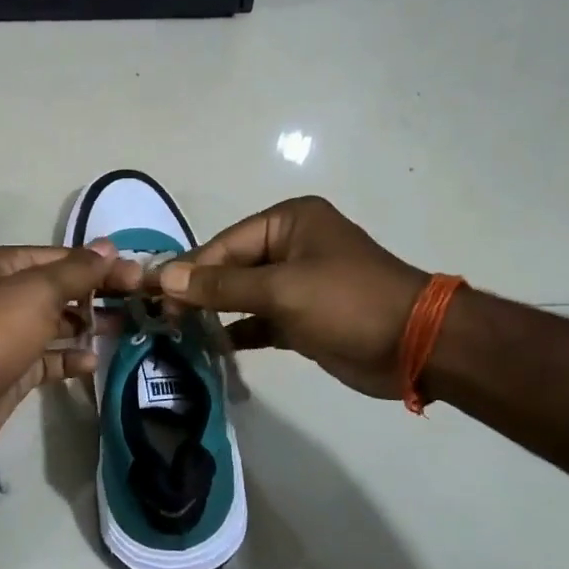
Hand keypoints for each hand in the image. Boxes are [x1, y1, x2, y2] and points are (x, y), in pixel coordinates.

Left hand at [0, 241, 142, 463]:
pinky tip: (93, 361)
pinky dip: (71, 358)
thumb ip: (76, 271)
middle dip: (99, 293)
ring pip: (58, 323)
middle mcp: (7, 295)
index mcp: (7, 267)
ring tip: (126, 327)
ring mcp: (10, 335)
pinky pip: (50, 359)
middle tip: (141, 302)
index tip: (140, 277)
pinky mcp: (14, 370)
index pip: (64, 257)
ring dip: (89, 324)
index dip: (102, 265)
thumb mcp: (36, 292)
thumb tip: (109, 246)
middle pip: (63, 289)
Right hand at [157, 197, 427, 399]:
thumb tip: (165, 278)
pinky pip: (258, 320)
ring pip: (241, 295)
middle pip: (229, 267)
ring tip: (175, 332)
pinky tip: (210, 346)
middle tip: (160, 319)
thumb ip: (220, 286)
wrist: (416, 346)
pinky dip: (237, 332)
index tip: (151, 295)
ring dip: (213, 313)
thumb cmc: (347, 303)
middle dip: (197, 292)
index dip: (187, 270)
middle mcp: (290, 246)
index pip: (224, 244)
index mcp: (288, 222)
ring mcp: (296, 283)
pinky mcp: (302, 317)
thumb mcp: (281, 290)